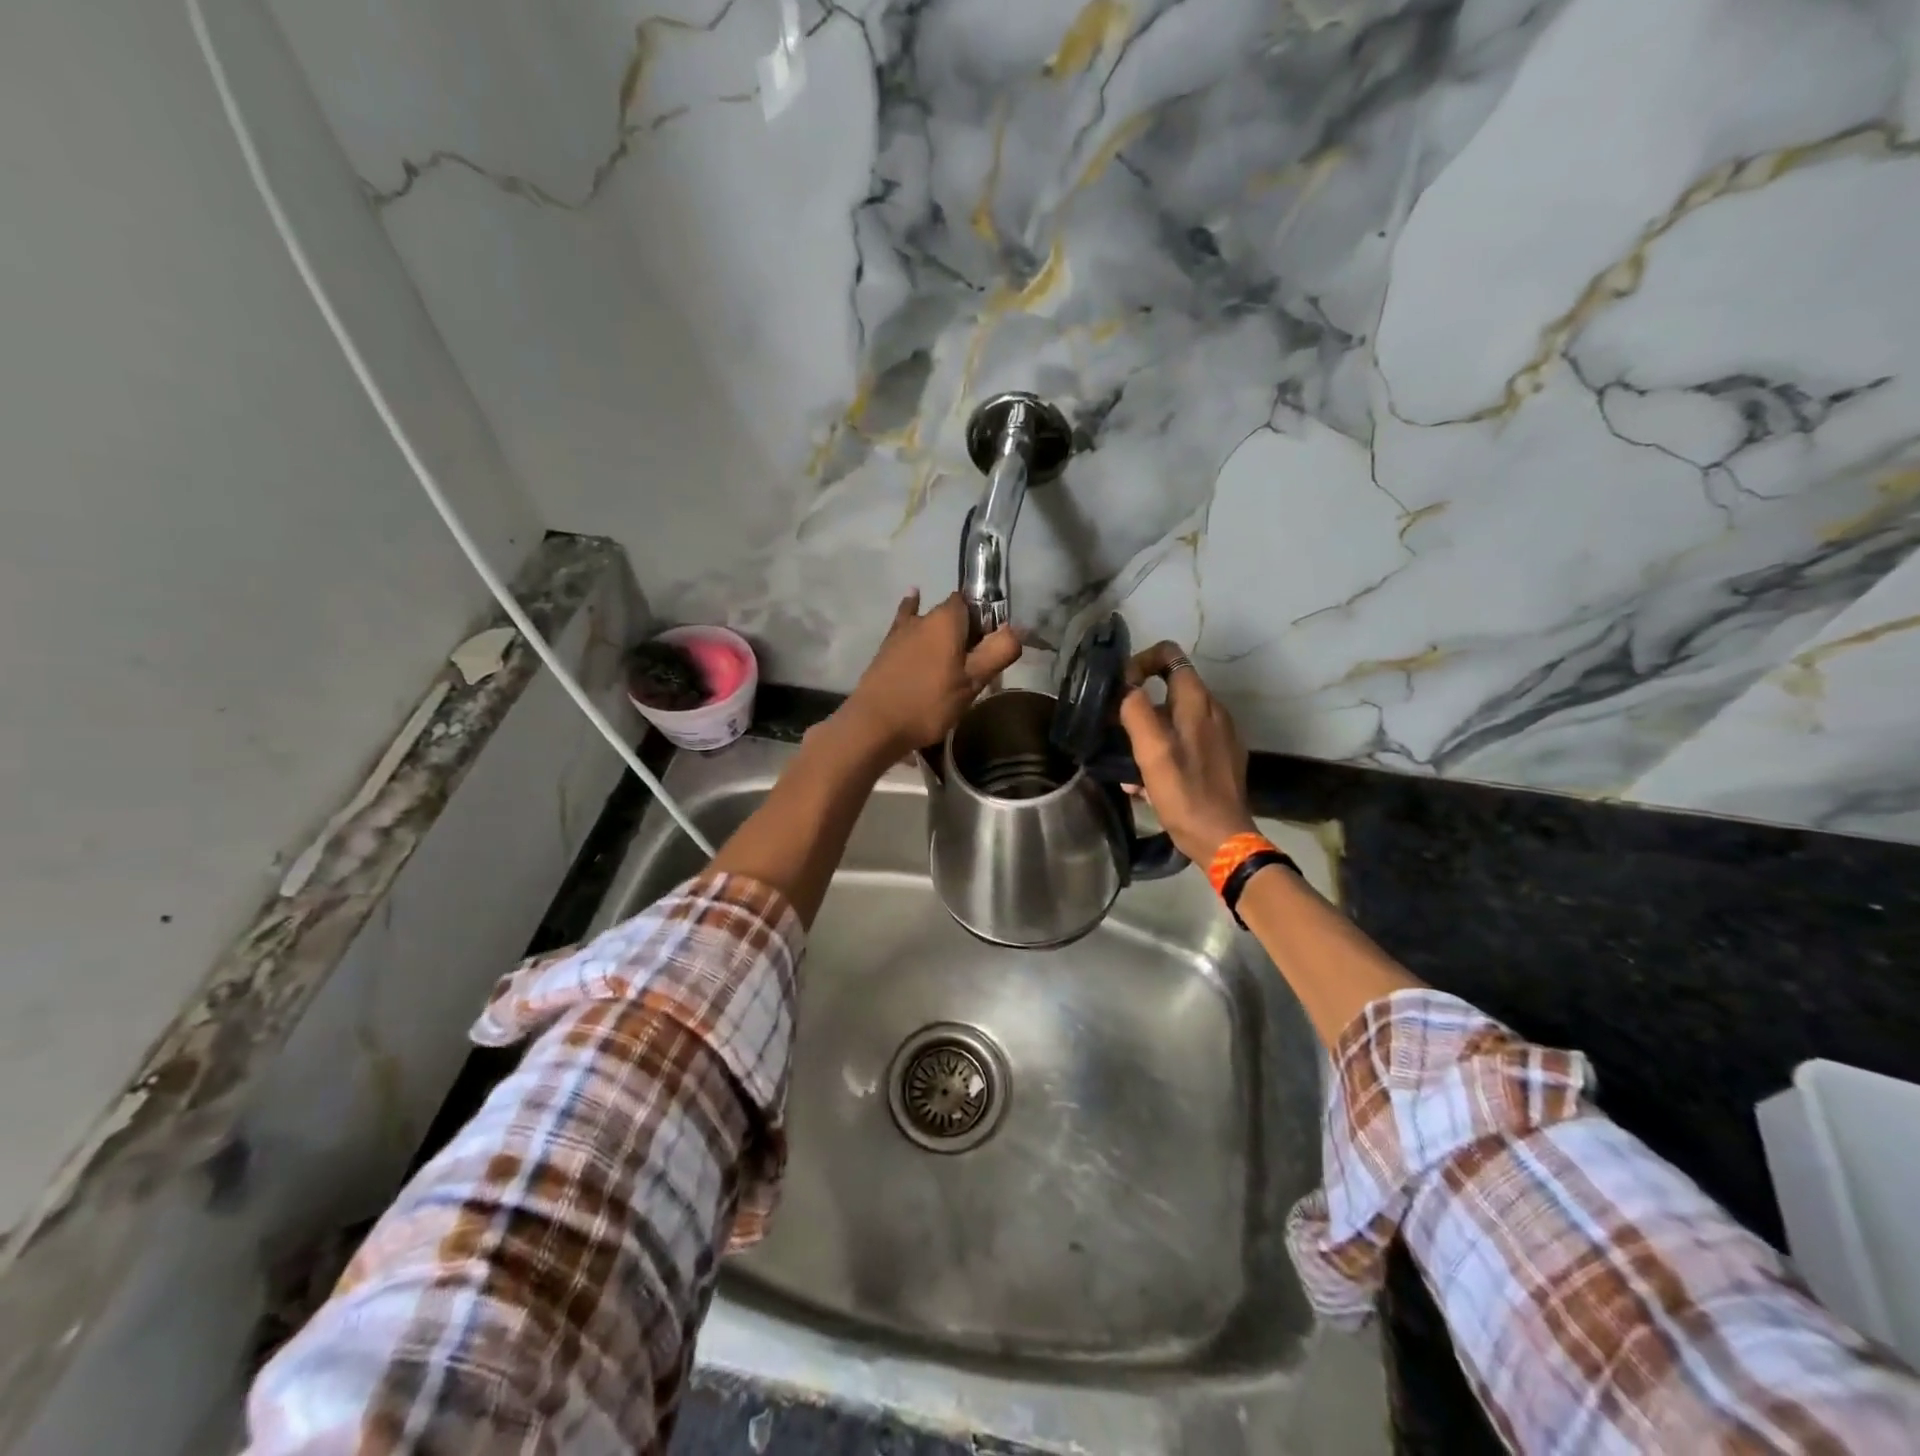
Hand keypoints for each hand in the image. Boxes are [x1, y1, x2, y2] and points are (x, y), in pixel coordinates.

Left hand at [840, 590, 1022, 756]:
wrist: (874, 724)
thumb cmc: (928, 703)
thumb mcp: (972, 682)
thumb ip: (998, 652)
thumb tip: (1018, 628)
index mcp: (947, 619)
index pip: (974, 603)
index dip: (986, 621)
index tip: (991, 649)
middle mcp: (923, 616)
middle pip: (953, 614)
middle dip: (966, 632)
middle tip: (974, 667)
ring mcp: (901, 631)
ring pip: (929, 622)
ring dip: (942, 635)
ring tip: (950, 659)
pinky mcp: (886, 647)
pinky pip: (906, 624)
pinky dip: (913, 614)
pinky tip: (913, 598)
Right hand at [1117, 641, 1256, 863]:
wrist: (1222, 838)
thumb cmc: (1184, 793)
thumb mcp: (1152, 751)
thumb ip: (1136, 711)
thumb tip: (1124, 686)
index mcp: (1197, 702)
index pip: (1169, 654)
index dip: (1140, 662)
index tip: (1120, 690)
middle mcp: (1213, 711)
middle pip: (1170, 687)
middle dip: (1140, 703)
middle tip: (1116, 728)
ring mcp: (1220, 736)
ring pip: (1176, 718)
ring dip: (1149, 731)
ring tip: (1127, 760)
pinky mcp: (1220, 759)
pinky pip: (1186, 742)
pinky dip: (1164, 750)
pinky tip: (1147, 782)